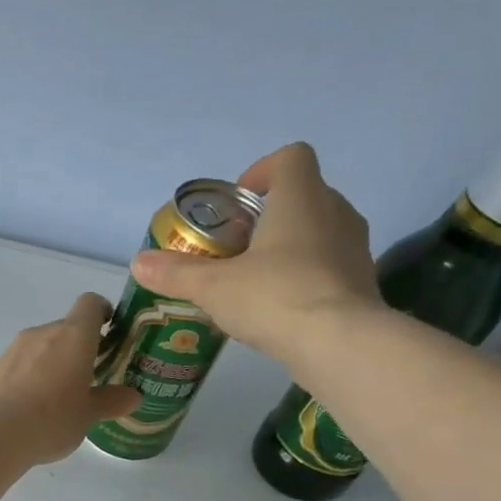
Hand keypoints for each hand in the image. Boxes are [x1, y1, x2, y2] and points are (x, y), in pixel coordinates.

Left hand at [0, 293, 139, 463]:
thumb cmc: (53, 418)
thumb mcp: (88, 414)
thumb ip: (111, 401)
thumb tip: (133, 396)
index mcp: (73, 336)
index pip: (90, 303)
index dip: (102, 312)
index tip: (109, 331)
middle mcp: (42, 333)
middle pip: (65, 328)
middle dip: (78, 347)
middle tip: (87, 377)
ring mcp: (13, 349)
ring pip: (39, 347)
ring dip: (51, 363)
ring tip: (56, 397)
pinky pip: (18, 366)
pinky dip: (27, 377)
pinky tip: (28, 407)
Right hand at [129, 143, 379, 365]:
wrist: (338, 343)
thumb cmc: (274, 297)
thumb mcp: (213, 287)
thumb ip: (176, 273)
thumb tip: (138, 262)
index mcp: (301, 197)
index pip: (290, 157)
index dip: (261, 172)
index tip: (235, 205)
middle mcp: (335, 211)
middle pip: (303, 195)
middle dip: (269, 216)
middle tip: (237, 248)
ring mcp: (354, 247)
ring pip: (319, 231)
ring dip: (289, 246)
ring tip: (256, 280)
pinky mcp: (362, 282)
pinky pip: (329, 266)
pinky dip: (306, 276)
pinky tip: (281, 308)